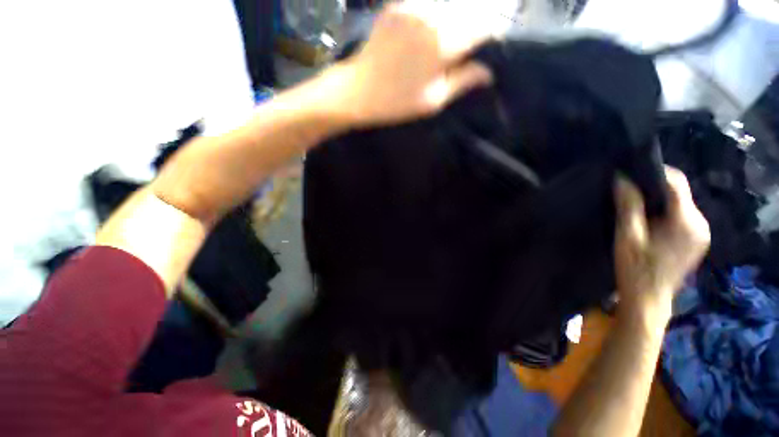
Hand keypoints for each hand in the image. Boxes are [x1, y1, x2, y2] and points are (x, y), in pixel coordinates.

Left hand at [329, 1, 492, 126]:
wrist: (359, 91)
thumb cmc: (397, 103)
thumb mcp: (433, 101)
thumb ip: (463, 81)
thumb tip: (488, 72)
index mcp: (443, 44)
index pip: (483, 27)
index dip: (492, 34)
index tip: (490, 46)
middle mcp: (432, 15)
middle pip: (470, 8)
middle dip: (479, 21)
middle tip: (475, 42)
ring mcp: (413, 5)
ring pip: (450, 2)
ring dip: (461, 13)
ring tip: (457, 35)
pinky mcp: (399, 4)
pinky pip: (429, 2)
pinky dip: (440, 10)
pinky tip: (438, 26)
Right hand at [614, 166, 709, 317]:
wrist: (648, 300)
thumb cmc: (635, 268)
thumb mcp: (627, 236)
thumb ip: (628, 205)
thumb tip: (621, 178)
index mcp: (687, 221)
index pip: (676, 183)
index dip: (654, 173)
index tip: (630, 173)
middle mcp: (701, 224)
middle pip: (679, 193)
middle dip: (654, 189)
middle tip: (628, 194)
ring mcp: (701, 234)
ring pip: (680, 204)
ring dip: (659, 202)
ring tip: (636, 208)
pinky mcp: (696, 241)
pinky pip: (682, 217)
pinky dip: (665, 213)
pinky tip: (650, 223)